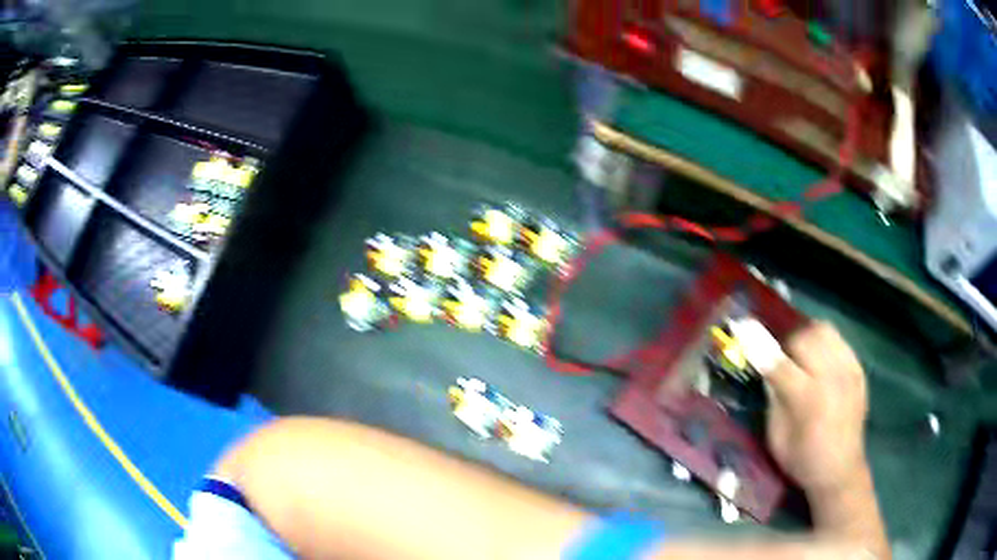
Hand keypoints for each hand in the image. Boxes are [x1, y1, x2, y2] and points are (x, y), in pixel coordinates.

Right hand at [764, 322, 869, 494]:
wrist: (841, 470)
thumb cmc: (803, 460)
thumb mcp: (777, 438)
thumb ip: (773, 399)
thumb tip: (767, 370)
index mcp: (807, 399)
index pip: (779, 363)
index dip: (759, 347)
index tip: (744, 332)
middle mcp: (831, 377)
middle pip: (804, 337)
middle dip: (789, 345)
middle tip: (784, 361)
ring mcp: (848, 370)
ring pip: (824, 331)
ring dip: (809, 339)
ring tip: (804, 358)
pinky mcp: (858, 370)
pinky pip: (839, 341)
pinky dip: (826, 346)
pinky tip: (822, 364)